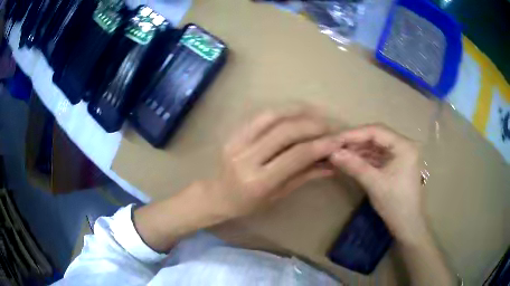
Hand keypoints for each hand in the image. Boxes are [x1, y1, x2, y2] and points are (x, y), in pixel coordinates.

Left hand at [203, 108, 339, 218]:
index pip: (296, 156)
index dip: (320, 145)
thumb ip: (304, 176)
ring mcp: (237, 142)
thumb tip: (331, 164)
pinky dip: (282, 111)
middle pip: (286, 131)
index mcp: (259, 181)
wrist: (215, 195)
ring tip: (316, 114)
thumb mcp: (278, 195)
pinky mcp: (233, 133)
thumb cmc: (247, 204)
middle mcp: (247, 158)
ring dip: (298, 111)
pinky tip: (296, 112)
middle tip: (330, 126)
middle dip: (313, 125)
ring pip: (272, 116)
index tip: (337, 140)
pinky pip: (260, 115)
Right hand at [329, 124, 426, 243]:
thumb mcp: (374, 184)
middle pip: (376, 136)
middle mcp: (403, 145)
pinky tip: (350, 161)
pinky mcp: (395, 164)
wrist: (407, 225)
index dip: (354, 134)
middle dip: (355, 141)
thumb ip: (354, 166)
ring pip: (375, 146)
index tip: (335, 139)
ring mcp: (399, 155)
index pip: (376, 131)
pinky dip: (363, 158)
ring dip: (358, 150)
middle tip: (334, 146)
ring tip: (339, 153)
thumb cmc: (395, 204)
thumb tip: (332, 153)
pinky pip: (377, 156)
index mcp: (404, 146)